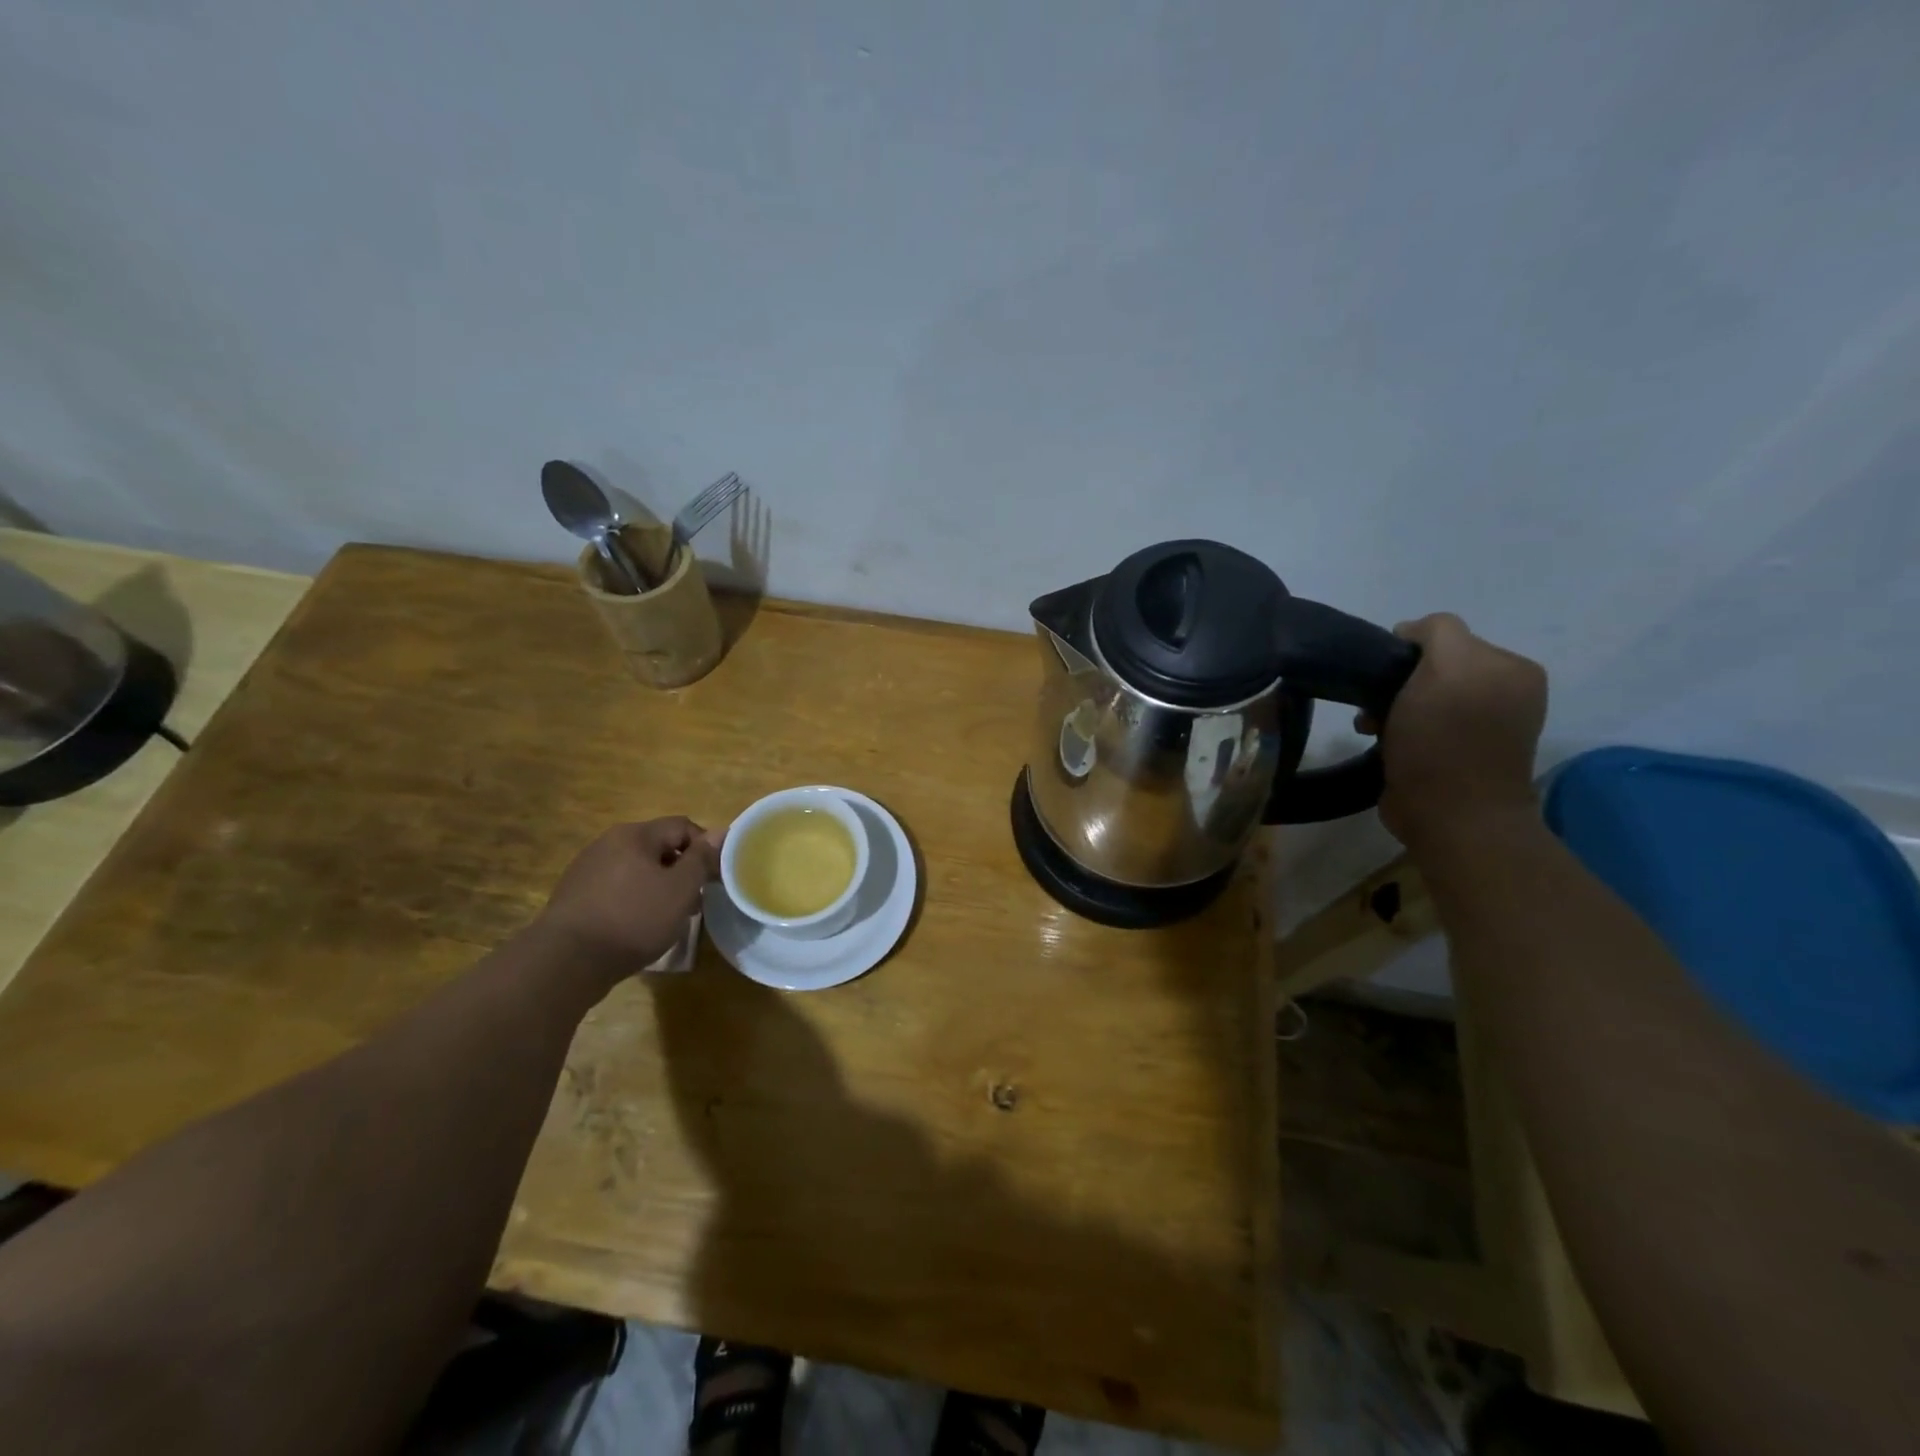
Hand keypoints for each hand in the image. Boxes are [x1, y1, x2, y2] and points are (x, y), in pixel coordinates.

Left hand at [534, 818, 721, 974]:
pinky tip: (638, 926)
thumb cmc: (633, 919)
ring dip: (659, 887)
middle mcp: (608, 843)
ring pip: (637, 869)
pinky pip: (617, 888)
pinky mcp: (575, 896)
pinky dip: (634, 900)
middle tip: (695, 901)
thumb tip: (721, 831)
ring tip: (669, 917)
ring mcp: (587, 869)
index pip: (682, 826)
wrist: (566, 961)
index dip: (705, 848)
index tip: (714, 877)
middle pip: (658, 847)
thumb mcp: (680, 889)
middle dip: (681, 871)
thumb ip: (701, 859)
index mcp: (635, 835)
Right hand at [1368, 613, 1547, 846]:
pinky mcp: (1459, 755)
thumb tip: (1411, 632)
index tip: (1384, 676)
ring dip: (1392, 707)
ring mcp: (1484, 727)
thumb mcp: (1445, 667)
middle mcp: (1505, 692)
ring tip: (1372, 728)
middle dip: (1398, 681)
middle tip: (1376, 706)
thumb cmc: (1444, 739)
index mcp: (1512, 667)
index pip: (1447, 635)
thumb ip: (1436, 632)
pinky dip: (1398, 729)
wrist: (1450, 815)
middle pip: (1433, 667)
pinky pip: (1422, 725)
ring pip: (1423, 696)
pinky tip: (1383, 742)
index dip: (1409, 650)